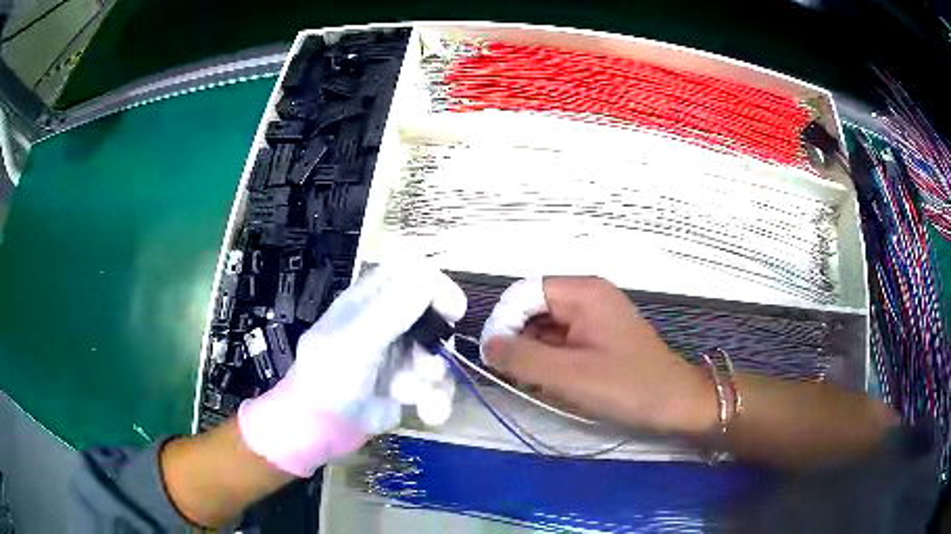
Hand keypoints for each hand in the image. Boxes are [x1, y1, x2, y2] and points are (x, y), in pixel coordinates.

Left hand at [239, 264, 465, 476]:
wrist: (321, 429)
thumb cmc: (329, 378)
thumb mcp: (356, 341)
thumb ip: (392, 310)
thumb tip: (429, 277)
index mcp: (369, 301)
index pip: (409, 273)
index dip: (434, 285)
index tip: (453, 309)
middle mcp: (389, 323)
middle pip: (433, 317)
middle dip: (435, 344)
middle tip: (427, 366)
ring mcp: (401, 356)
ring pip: (438, 354)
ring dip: (433, 379)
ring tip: (408, 395)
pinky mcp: (409, 386)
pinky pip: (438, 386)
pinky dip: (437, 401)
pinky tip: (428, 414)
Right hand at [481, 277, 716, 435]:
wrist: (675, 402)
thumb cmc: (625, 386)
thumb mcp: (567, 375)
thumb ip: (521, 357)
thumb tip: (487, 345)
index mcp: (582, 292)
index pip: (524, 293)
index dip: (504, 322)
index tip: (494, 358)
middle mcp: (588, 295)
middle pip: (534, 309)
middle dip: (519, 340)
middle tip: (515, 376)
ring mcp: (597, 315)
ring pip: (547, 327)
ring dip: (535, 353)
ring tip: (535, 383)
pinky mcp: (601, 335)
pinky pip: (564, 340)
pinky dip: (552, 359)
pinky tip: (554, 383)